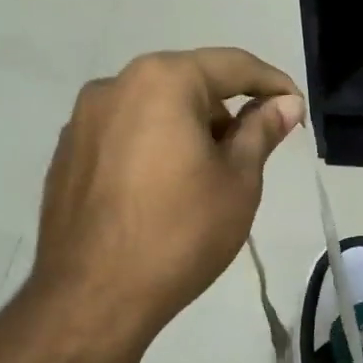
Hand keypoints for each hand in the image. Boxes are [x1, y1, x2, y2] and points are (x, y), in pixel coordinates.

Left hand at [32, 48, 304, 340]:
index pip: (232, 66)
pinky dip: (151, 151)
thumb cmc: (181, 234)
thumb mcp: (238, 182)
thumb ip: (262, 131)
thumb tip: (285, 103)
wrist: (94, 296)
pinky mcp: (66, 155)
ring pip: (152, 111)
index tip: (296, 110)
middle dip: (224, 114)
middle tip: (248, 158)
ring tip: (202, 184)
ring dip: (186, 132)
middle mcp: (114, 86)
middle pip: (187, 85)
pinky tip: (160, 196)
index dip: (272, 84)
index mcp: (162, 81)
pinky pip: (123, 137)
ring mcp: (82, 121)